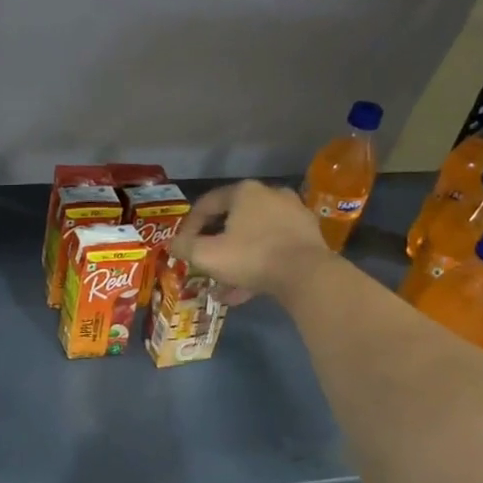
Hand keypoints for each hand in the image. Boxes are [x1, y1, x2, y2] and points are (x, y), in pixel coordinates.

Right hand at [170, 180, 330, 303]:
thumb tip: (173, 244)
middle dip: (215, 244)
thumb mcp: (206, 254)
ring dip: (236, 258)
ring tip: (223, 285)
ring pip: (254, 237)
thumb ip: (185, 247)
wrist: (307, 275)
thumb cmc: (251, 257)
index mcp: (244, 192)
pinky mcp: (309, 235)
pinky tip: (246, 290)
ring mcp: (293, 214)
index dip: (189, 226)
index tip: (182, 246)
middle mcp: (270, 195)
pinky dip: (258, 264)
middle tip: (204, 262)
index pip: (207, 204)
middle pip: (232, 220)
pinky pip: (274, 247)